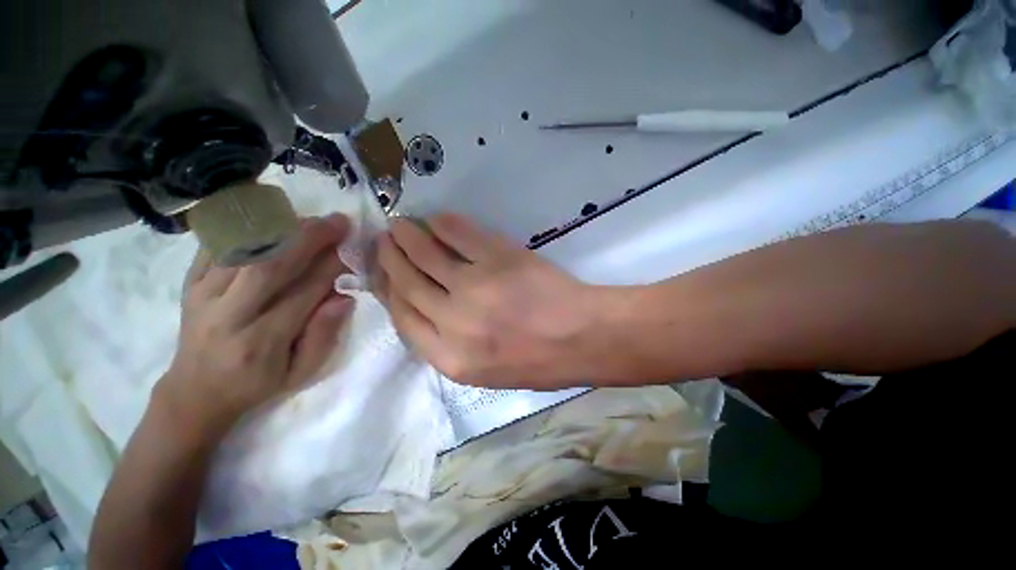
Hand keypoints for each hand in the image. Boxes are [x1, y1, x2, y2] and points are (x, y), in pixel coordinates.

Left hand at [157, 215, 354, 433]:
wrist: (195, 391)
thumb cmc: (256, 385)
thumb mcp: (300, 373)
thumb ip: (324, 335)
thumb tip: (344, 297)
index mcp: (261, 341)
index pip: (303, 293)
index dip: (331, 267)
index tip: (352, 248)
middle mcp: (228, 314)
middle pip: (269, 265)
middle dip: (308, 238)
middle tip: (337, 221)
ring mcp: (202, 296)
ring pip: (241, 250)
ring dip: (280, 228)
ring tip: (310, 218)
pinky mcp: (189, 285)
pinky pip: (214, 246)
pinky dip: (242, 227)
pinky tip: (269, 218)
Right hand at [376, 213, 608, 389]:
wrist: (582, 338)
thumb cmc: (539, 361)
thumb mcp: (486, 371)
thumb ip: (450, 345)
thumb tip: (427, 311)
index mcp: (449, 358)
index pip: (403, 317)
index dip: (389, 291)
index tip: (385, 274)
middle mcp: (453, 323)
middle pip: (408, 284)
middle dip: (391, 259)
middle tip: (384, 241)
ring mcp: (474, 287)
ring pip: (427, 256)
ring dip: (409, 237)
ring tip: (401, 224)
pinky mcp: (498, 259)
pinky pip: (460, 236)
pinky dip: (444, 224)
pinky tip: (435, 219)